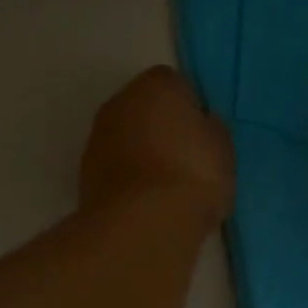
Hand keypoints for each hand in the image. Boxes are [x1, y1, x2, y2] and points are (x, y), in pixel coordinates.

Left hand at [80, 67, 234, 225]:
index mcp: (155, 86)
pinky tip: (146, 205)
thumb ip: (209, 130)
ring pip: (125, 141)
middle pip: (144, 110)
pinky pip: (116, 170)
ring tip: (166, 190)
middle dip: (161, 130)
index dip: (190, 109)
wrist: (144, 223)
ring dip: (141, 156)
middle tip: (186, 161)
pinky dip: (128, 181)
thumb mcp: (222, 148)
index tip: (202, 136)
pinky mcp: (85, 175)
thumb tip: (200, 129)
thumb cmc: (193, 174)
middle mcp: (119, 103)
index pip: (175, 84)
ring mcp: (97, 140)